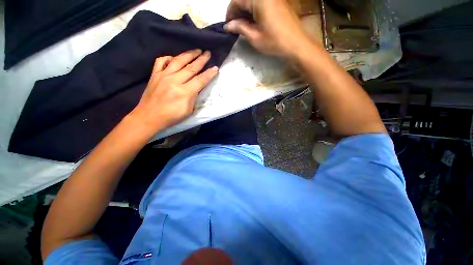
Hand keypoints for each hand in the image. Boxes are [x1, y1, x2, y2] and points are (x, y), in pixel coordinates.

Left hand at [128, 49, 217, 133]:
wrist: (149, 117)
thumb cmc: (171, 117)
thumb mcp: (188, 111)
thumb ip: (193, 98)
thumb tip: (196, 88)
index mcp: (184, 92)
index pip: (200, 80)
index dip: (209, 74)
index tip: (216, 68)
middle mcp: (174, 81)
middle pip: (191, 68)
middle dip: (201, 60)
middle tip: (208, 53)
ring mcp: (163, 76)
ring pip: (178, 61)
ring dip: (189, 54)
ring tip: (197, 50)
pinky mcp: (154, 75)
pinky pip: (161, 61)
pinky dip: (168, 57)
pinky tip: (174, 58)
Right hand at [225, 0, 309, 57]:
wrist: (296, 44)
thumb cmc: (274, 42)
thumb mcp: (254, 37)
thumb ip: (240, 28)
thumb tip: (228, 25)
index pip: (237, 0)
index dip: (230, 12)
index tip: (227, 24)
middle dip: (237, 11)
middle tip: (235, 26)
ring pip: (253, 1)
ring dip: (246, 11)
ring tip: (243, 26)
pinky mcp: (278, 2)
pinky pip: (261, 3)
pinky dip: (254, 11)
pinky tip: (253, 21)